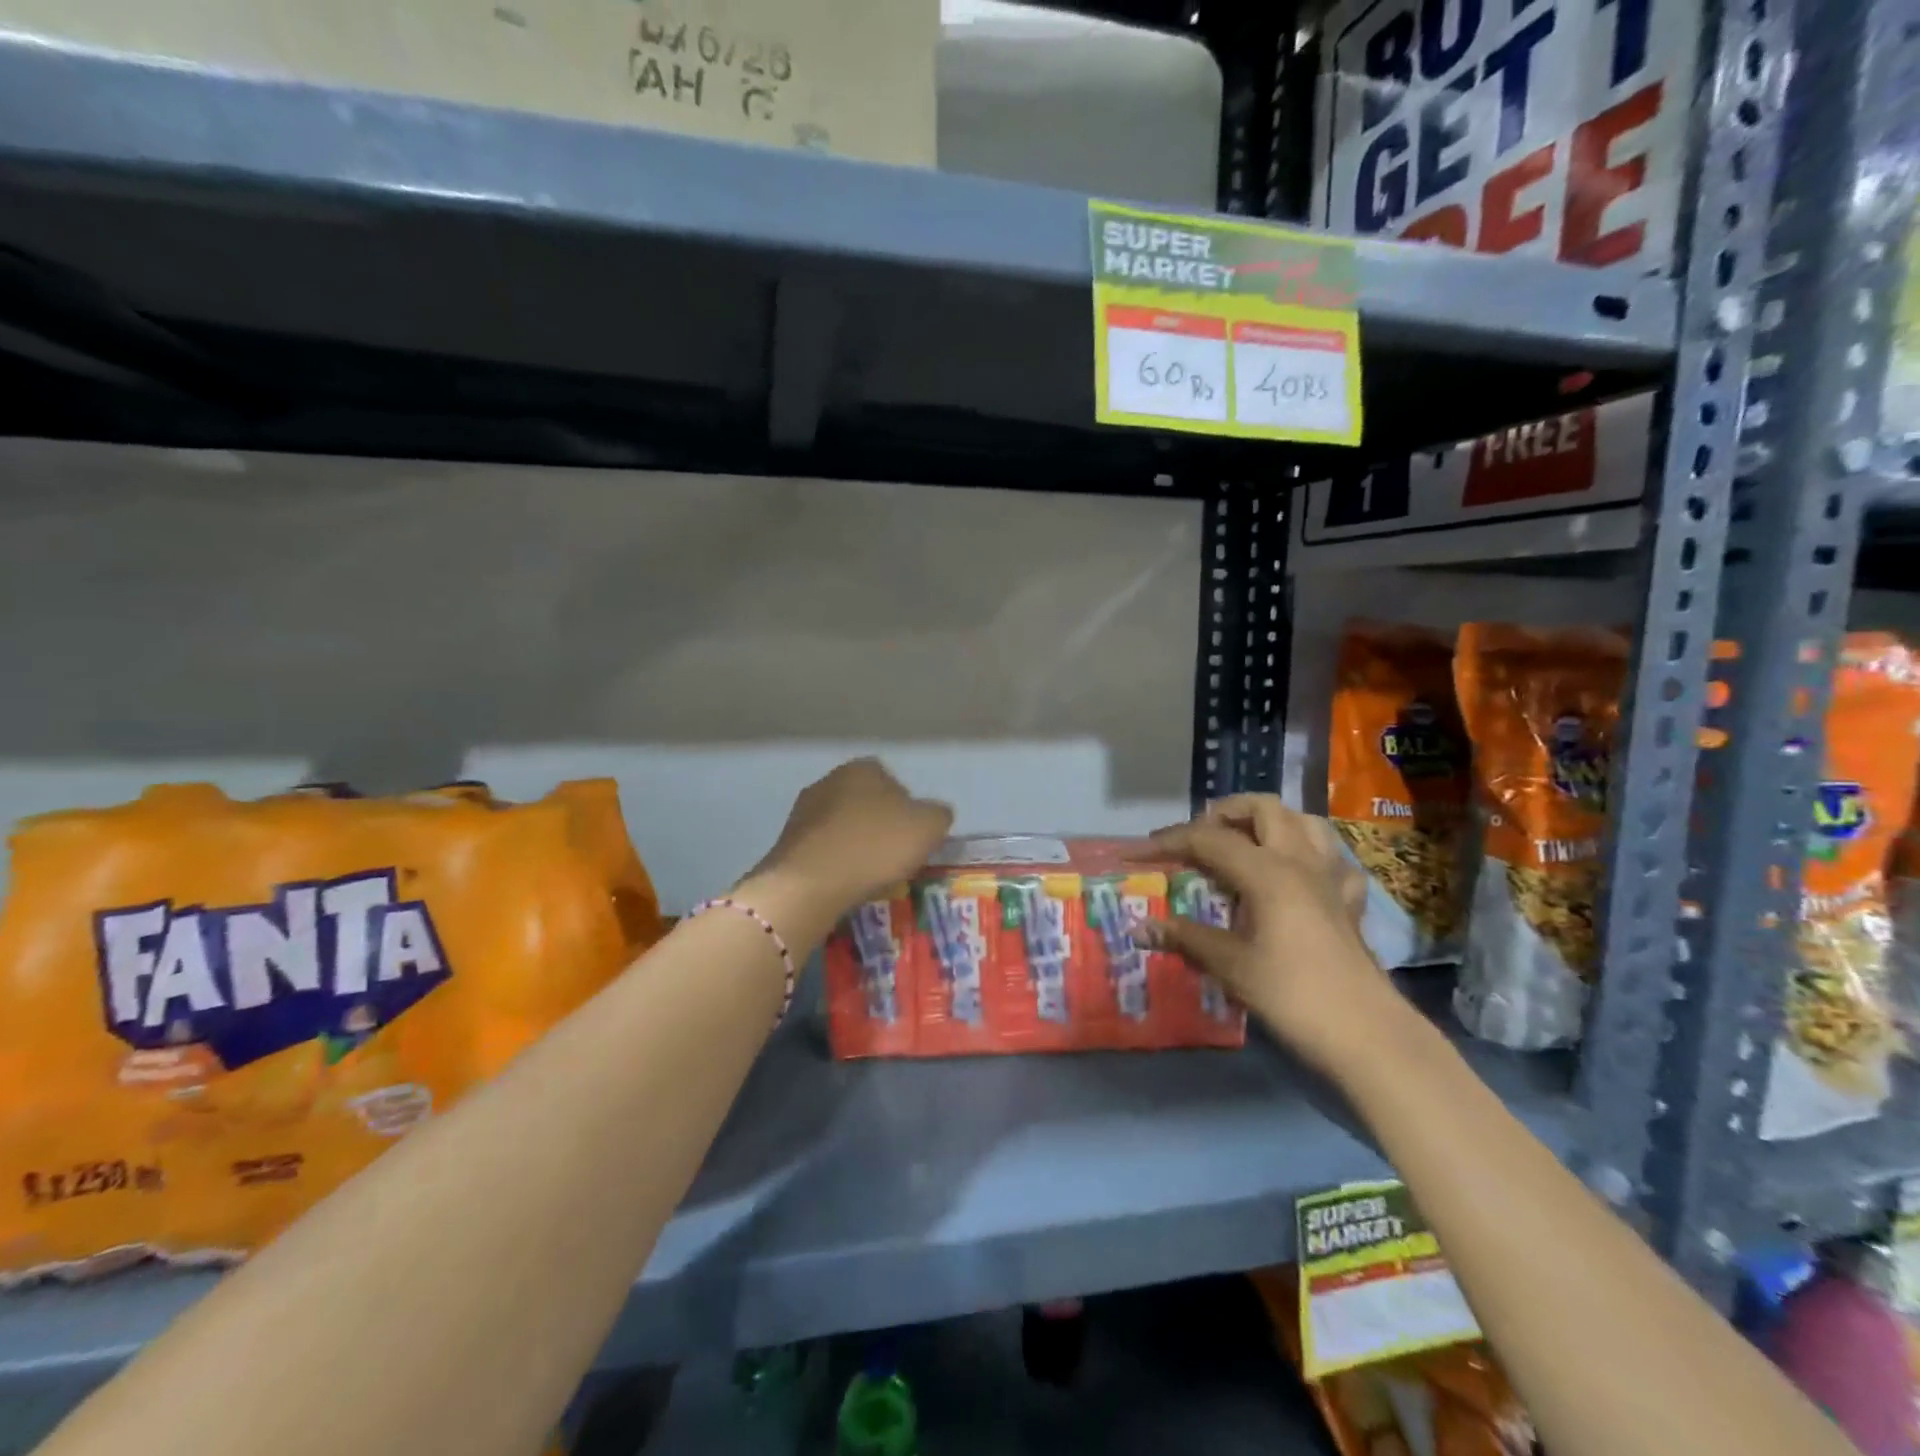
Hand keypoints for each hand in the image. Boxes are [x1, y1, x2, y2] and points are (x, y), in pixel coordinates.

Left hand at [745, 758, 952, 924]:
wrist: (809, 883)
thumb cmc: (875, 846)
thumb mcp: (928, 827)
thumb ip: (938, 814)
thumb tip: (933, 815)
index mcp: (863, 768)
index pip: (894, 782)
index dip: (908, 811)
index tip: (913, 839)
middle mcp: (829, 779)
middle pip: (865, 803)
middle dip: (879, 826)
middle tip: (893, 857)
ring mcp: (802, 811)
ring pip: (842, 826)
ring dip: (855, 845)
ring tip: (868, 875)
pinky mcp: (785, 842)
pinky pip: (822, 849)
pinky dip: (834, 862)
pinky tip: (842, 882)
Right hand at [1140, 794, 1397, 1073]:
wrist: (1369, 1036)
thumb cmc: (1293, 996)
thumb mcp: (1231, 966)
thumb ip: (1185, 939)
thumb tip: (1138, 928)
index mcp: (1266, 871)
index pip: (1208, 839)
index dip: (1167, 842)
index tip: (1134, 853)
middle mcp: (1300, 861)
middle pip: (1262, 809)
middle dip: (1223, 813)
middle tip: (1197, 840)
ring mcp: (1330, 878)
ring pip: (1303, 822)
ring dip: (1269, 823)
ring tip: (1243, 845)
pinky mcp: (1349, 903)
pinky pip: (1331, 860)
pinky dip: (1308, 856)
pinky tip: (1294, 878)